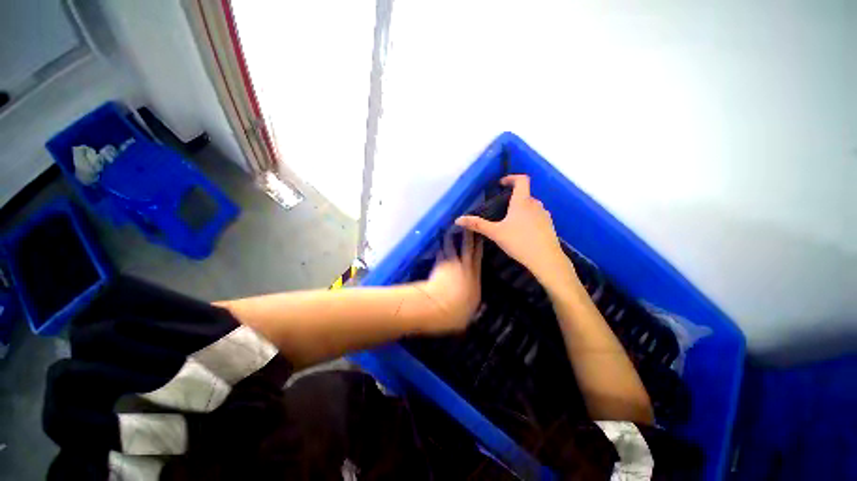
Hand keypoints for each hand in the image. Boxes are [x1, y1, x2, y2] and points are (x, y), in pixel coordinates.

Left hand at [419, 230, 482, 333]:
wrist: (440, 306)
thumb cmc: (457, 313)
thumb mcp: (469, 314)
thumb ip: (474, 308)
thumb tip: (480, 308)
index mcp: (475, 278)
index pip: (478, 259)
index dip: (480, 247)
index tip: (481, 237)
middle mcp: (465, 268)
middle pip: (468, 248)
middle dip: (469, 235)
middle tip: (469, 225)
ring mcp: (451, 264)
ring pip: (452, 247)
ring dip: (451, 238)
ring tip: (451, 229)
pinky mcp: (438, 265)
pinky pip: (440, 254)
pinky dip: (439, 249)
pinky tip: (438, 245)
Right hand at [455, 174, 576, 292]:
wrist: (546, 259)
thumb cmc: (519, 242)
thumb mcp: (495, 233)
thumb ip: (477, 225)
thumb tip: (458, 219)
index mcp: (522, 202)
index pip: (521, 180)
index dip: (511, 178)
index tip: (501, 184)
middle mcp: (535, 204)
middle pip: (525, 194)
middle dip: (513, 197)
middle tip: (501, 207)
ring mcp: (544, 215)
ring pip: (531, 206)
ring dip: (521, 208)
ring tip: (510, 221)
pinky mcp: (549, 225)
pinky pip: (537, 216)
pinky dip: (529, 218)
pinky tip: (522, 232)